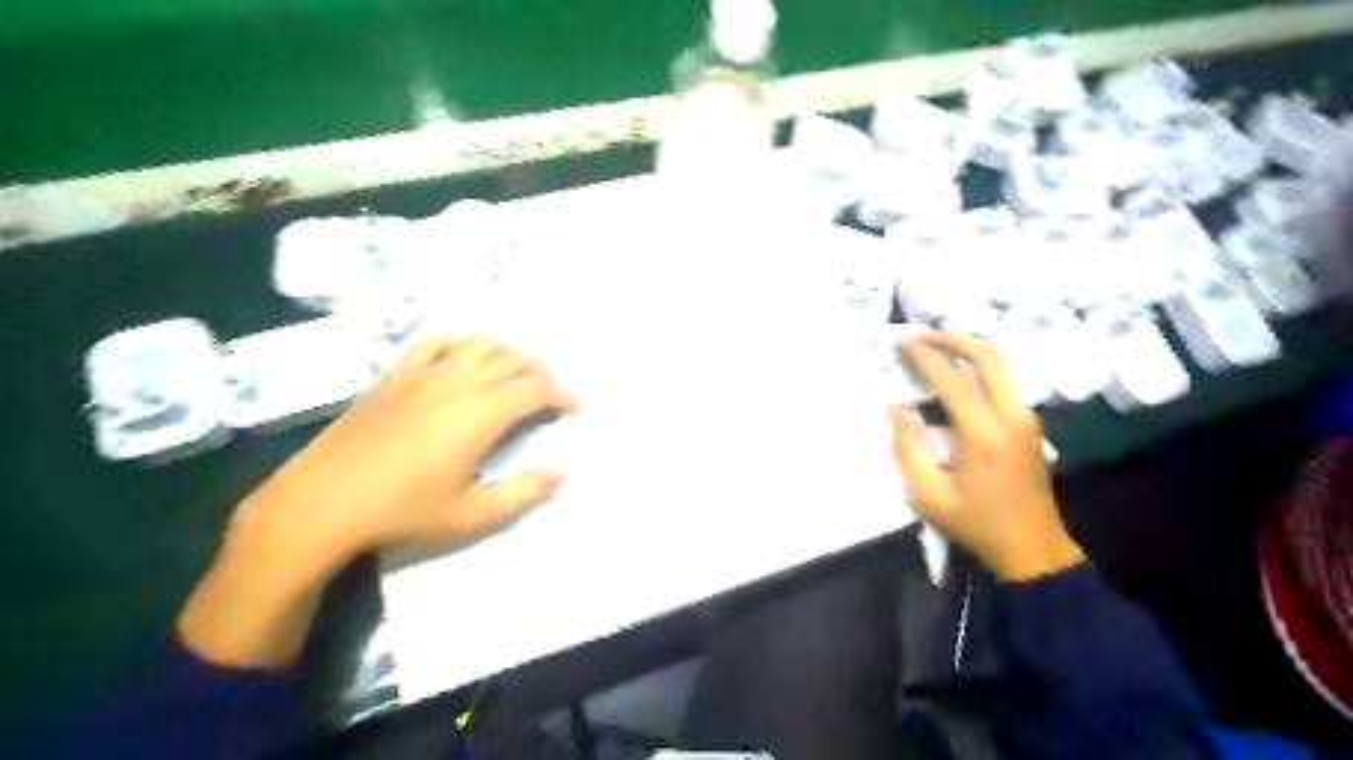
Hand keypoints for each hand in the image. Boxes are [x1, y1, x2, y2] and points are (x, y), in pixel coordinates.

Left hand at [181, 335, 576, 667]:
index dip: (563, 396)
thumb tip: (562, 474)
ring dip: (509, 356)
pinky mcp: (396, 373)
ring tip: (514, 379)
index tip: (572, 412)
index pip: (537, 388)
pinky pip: (437, 341)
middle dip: (543, 375)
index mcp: (480, 415)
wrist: (321, 503)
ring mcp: (425, 372)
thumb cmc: (401, 512)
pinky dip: (462, 345)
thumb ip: (523, 492)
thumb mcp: (471, 515)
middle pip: (516, 360)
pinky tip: (464, 362)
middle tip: (549, 400)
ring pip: (482, 343)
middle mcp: (458, 382)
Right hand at [896, 328, 1084, 580]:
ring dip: (966, 349)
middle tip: (921, 332)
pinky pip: (1002, 382)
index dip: (923, 356)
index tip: (900, 340)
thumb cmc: (976, 524)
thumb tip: (895, 407)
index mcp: (984, 436)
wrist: (1034, 551)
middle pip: (988, 357)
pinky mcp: (1029, 425)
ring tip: (933, 345)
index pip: (952, 380)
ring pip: (999, 366)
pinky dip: (976, 368)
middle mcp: (1012, 418)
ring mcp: (1026, 420)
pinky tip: (954, 373)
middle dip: (952, 337)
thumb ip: (908, 447)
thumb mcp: (928, 495)